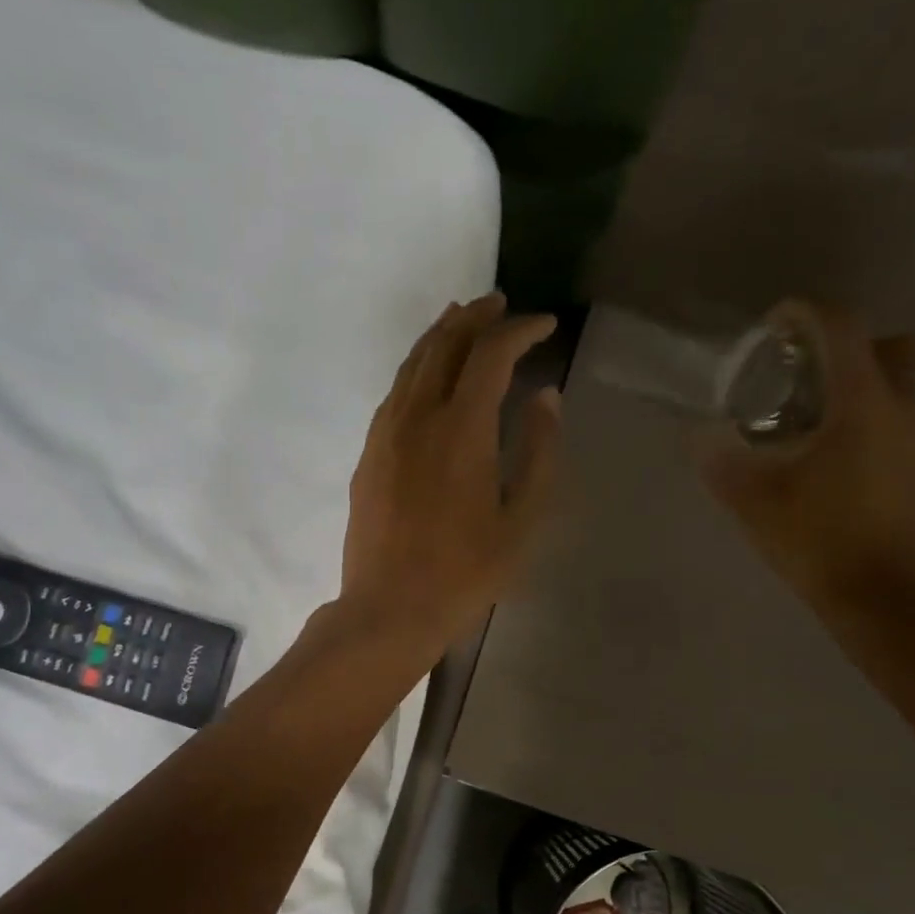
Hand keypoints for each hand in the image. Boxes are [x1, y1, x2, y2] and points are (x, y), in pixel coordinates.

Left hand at [340, 294, 562, 653]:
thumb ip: (537, 452)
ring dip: (441, 335)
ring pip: (412, 364)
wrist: (388, 609)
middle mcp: (418, 417)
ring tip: (463, 320)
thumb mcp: (520, 519)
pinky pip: (395, 392)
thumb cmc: (465, 573)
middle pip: (444, 344)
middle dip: (475, 317)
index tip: (545, 325)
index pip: (490, 354)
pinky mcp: (368, 454)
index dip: (519, 330)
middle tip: (501, 304)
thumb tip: (545, 397)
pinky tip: (429, 376)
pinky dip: (417, 369)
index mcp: (462, 429)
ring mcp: (385, 433)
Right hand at [697, 300, 914, 624]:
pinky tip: (836, 451)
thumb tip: (698, 434)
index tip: (773, 325)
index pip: (843, 327)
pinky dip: (874, 412)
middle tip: (801, 371)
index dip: (805, 312)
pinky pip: (905, 415)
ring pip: (902, 380)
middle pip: (889, 343)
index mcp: (864, 405)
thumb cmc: (817, 541)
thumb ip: (720, 459)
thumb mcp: (752, 500)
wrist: (881, 600)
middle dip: (846, 343)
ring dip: (862, 379)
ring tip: (813, 414)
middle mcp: (906, 408)